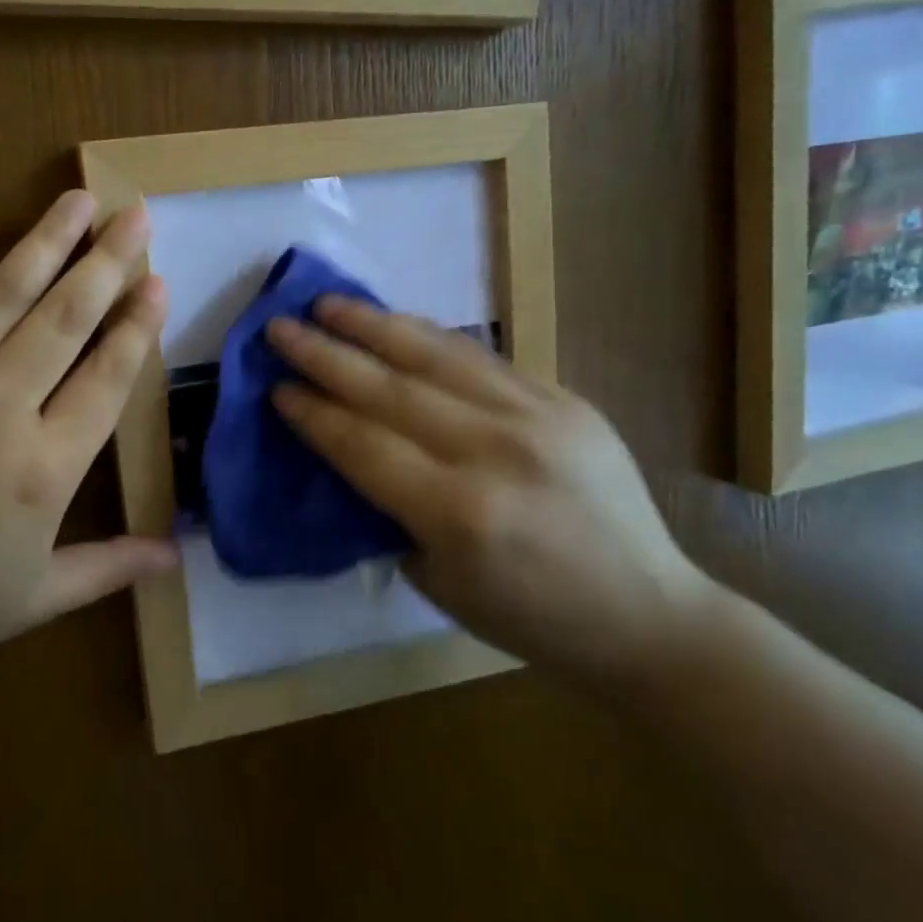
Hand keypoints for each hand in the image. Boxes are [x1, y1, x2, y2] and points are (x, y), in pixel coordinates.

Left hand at [0, 192, 174, 700]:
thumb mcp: (33, 600)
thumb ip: (108, 567)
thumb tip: (176, 556)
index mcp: (44, 470)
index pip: (106, 379)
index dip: (137, 327)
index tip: (158, 282)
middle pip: (64, 320)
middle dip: (107, 262)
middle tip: (136, 215)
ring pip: (0, 297)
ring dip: (45, 243)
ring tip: (78, 200)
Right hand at [265, 298, 710, 686]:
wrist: (647, 614)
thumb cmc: (529, 618)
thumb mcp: (437, 580)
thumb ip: (389, 509)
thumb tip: (350, 450)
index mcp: (459, 512)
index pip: (363, 444)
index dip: (313, 412)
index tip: (275, 387)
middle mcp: (495, 451)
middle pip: (389, 389)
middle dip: (325, 355)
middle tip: (280, 327)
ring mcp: (536, 416)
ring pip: (436, 355)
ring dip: (373, 325)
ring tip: (328, 303)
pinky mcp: (564, 400)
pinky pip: (481, 358)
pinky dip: (428, 337)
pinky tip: (396, 322)